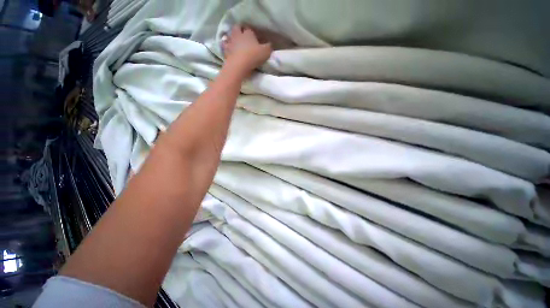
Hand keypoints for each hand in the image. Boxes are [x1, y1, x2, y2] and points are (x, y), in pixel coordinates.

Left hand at [222, 25, 271, 73]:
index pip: (249, 29)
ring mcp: (231, 42)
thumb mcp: (266, 52)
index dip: (251, 32)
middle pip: (237, 28)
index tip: (254, 37)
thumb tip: (270, 44)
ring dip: (232, 38)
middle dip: (239, 30)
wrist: (239, 65)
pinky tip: (229, 49)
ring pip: (229, 36)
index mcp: (248, 33)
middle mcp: (238, 35)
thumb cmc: (253, 56)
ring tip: (234, 42)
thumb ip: (268, 47)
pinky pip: (225, 46)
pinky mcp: (225, 51)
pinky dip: (226, 47)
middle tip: (242, 35)